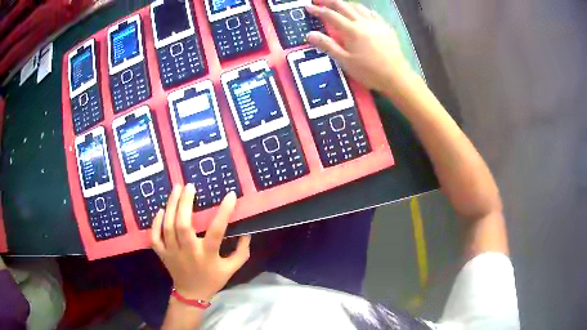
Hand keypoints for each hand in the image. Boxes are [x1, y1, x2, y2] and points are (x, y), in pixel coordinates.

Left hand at [151, 184, 250, 300]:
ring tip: (176, 189)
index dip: (224, 212)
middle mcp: (188, 252)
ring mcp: (172, 252)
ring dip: (171, 206)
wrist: (191, 293)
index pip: (216, 232)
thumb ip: (241, 252)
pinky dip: (155, 223)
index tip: (230, 195)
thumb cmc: (212, 279)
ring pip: (168, 226)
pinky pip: (155, 236)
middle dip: (185, 203)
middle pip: (183, 225)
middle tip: (189, 186)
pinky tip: (160, 210)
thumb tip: (247, 232)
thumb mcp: (231, 269)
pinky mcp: (162, 253)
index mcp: (207, 255)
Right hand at [306, 0, 412, 94]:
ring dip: (346, 4)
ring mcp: (376, 23)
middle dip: (329, 2)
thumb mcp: (345, 61)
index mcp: (351, 30)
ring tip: (339, 6)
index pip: (330, 15)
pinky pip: (372, 13)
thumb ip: (328, 46)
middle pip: (343, 6)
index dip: (317, 10)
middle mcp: (363, 22)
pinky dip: (363, 10)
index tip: (308, 7)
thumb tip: (310, 34)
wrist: (396, 76)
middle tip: (320, 1)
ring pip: (358, 7)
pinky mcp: (386, 27)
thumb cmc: (369, 71)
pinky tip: (362, 13)